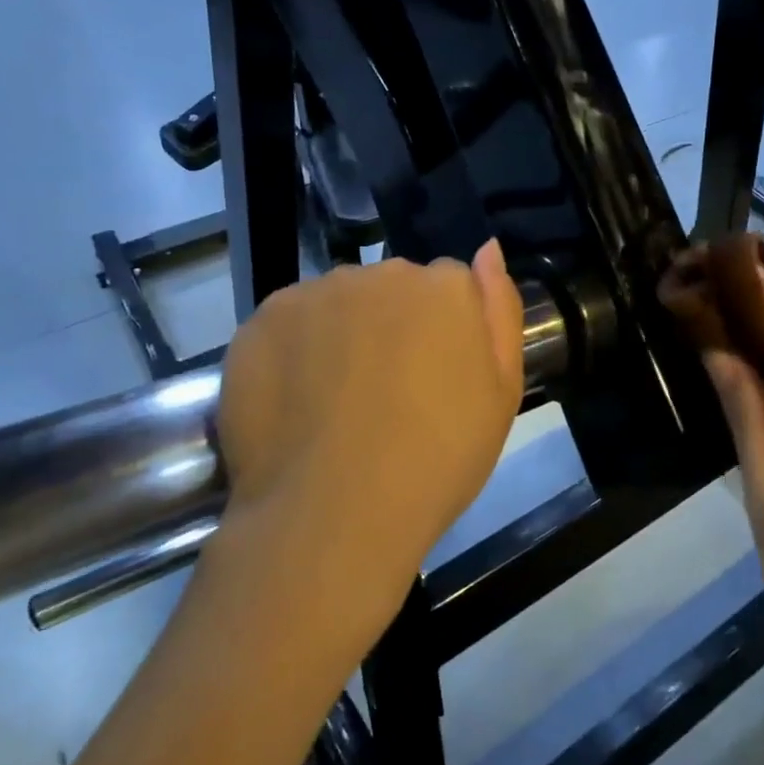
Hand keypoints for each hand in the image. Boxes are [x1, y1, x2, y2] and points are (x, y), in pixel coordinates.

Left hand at [209, 242, 523, 635]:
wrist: (334, 515)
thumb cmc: (437, 460)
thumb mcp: (501, 394)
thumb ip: (500, 311)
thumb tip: (487, 250)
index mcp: (444, 287)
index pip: (449, 287)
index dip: (443, 333)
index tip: (435, 379)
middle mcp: (380, 272)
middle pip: (392, 289)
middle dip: (393, 325)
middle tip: (387, 394)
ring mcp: (316, 292)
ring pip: (338, 303)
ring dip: (342, 334)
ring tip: (337, 404)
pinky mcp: (261, 319)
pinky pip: (289, 324)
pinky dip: (293, 351)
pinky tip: (296, 402)